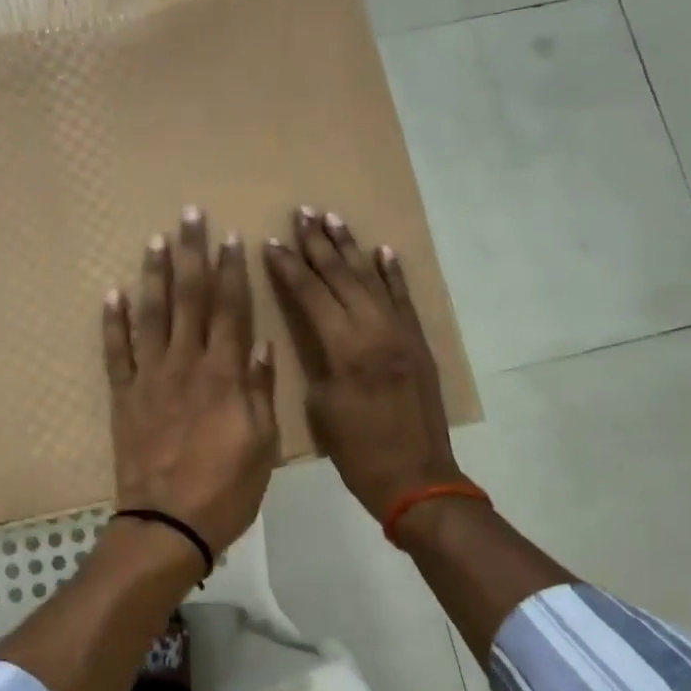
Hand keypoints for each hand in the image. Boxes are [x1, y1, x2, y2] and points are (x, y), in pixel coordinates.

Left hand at [103, 207, 278, 557]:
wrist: (168, 524)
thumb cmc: (226, 488)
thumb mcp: (262, 444)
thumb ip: (260, 391)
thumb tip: (261, 345)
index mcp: (225, 374)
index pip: (231, 309)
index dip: (232, 270)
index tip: (231, 237)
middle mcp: (186, 364)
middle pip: (190, 299)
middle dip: (192, 255)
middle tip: (190, 216)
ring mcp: (150, 378)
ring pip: (151, 315)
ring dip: (154, 275)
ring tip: (156, 241)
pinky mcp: (124, 396)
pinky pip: (116, 352)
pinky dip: (112, 322)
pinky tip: (112, 294)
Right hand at [262, 207, 464, 520]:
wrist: (417, 478)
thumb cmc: (358, 452)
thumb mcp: (322, 407)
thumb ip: (320, 361)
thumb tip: (319, 335)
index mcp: (345, 349)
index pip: (312, 294)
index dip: (290, 267)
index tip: (272, 242)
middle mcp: (375, 330)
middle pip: (342, 276)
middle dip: (319, 244)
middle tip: (303, 212)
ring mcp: (402, 334)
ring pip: (372, 280)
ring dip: (352, 248)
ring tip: (334, 218)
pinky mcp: (419, 343)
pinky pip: (404, 299)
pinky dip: (393, 274)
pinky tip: (383, 251)